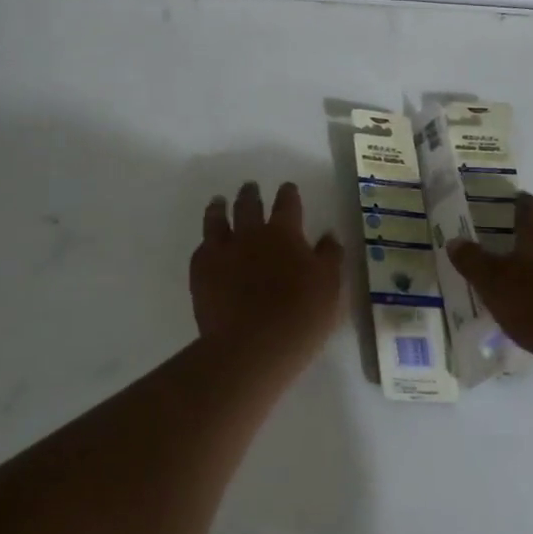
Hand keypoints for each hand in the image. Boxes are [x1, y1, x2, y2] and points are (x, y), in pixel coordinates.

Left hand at [191, 182, 344, 358]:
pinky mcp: (201, 273)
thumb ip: (330, 256)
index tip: (287, 187)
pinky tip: (206, 244)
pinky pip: (201, 249)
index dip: (288, 193)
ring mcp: (222, 251)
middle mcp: (251, 234)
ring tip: (218, 202)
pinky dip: (205, 243)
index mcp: (284, 233)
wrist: (254, 346)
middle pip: (248, 205)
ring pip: (217, 220)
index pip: (287, 204)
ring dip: (219, 208)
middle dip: (250, 194)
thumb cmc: (301, 315)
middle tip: (249, 187)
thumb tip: (328, 235)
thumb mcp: (330, 285)